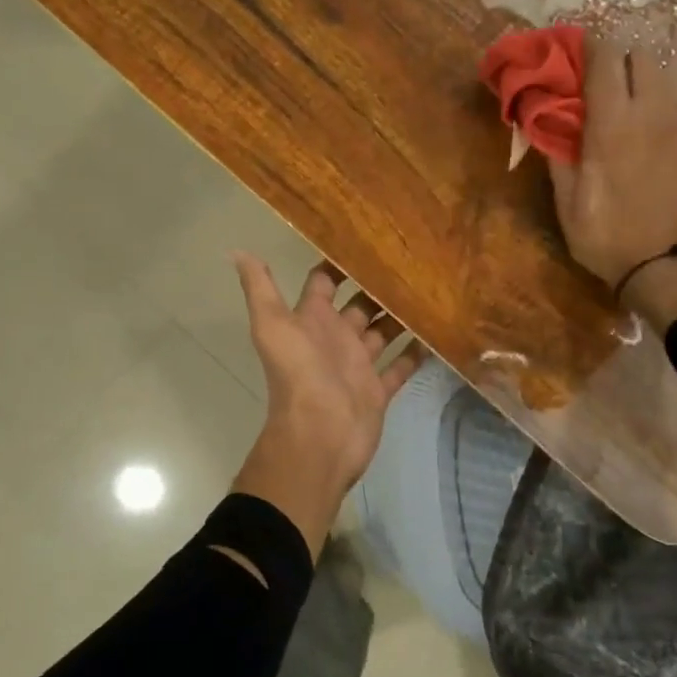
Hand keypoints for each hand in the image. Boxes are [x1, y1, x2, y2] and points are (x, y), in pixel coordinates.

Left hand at [231, 254, 421, 557]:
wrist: (319, 437)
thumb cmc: (298, 376)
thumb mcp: (272, 326)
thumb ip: (260, 289)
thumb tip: (238, 251)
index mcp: (311, 321)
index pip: (323, 283)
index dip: (338, 263)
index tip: (366, 238)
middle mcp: (335, 338)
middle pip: (359, 306)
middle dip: (378, 286)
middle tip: (410, 262)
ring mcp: (358, 365)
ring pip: (382, 333)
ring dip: (400, 316)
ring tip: (429, 291)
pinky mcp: (378, 389)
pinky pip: (400, 366)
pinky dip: (415, 353)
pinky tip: (438, 333)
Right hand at [549, 39, 676, 331]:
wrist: (665, 267)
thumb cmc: (605, 237)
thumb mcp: (566, 202)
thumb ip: (557, 153)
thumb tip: (544, 119)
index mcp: (613, 125)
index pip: (605, 60)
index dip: (591, 45)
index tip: (579, 48)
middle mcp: (654, 113)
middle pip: (642, 57)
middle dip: (622, 62)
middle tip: (607, 86)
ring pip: (667, 84)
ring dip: (646, 90)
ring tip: (635, 120)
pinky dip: (668, 119)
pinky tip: (660, 149)